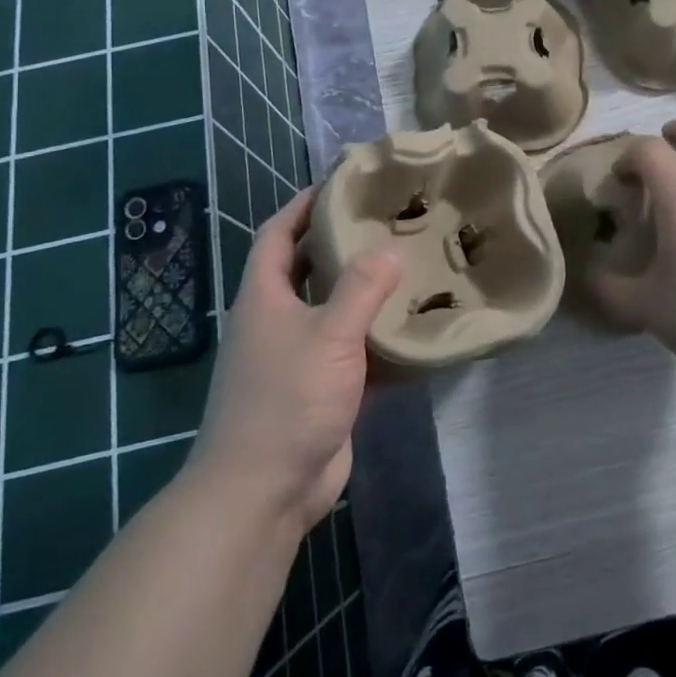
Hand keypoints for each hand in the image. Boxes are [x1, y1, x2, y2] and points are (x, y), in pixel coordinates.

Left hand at [192, 188, 399, 537]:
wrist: (263, 492)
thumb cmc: (286, 401)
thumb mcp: (329, 336)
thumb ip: (361, 289)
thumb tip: (389, 249)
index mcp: (265, 297)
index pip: (278, 234)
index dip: (303, 204)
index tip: (340, 183)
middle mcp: (277, 320)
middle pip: (307, 268)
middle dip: (339, 243)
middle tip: (385, 221)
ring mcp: (298, 357)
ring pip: (333, 310)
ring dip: (363, 291)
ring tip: (407, 265)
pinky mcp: (321, 390)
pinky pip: (353, 352)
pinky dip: (377, 339)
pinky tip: (413, 328)